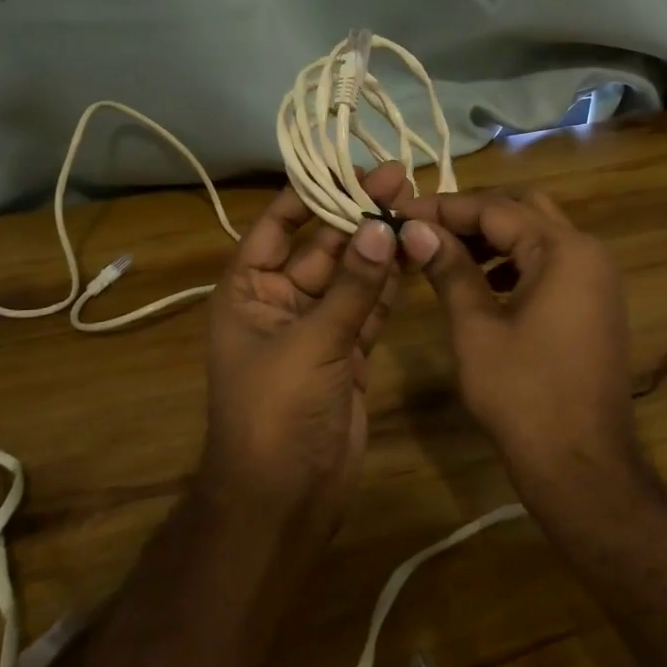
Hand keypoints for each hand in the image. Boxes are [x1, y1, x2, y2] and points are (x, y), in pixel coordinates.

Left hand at [201, 162, 407, 529]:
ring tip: (418, 208)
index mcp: (248, 289)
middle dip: (359, 216)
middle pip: (323, 245)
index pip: (278, 224)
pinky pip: (370, 307)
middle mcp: (280, 300)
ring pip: (352, 275)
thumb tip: (381, 226)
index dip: (313, 193)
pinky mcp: (348, 351)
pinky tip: (417, 254)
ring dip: (380, 246)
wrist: (284, 498)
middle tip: (403, 182)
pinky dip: (391, 284)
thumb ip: (351, 285)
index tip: (354, 168)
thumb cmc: (276, 412)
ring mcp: (317, 327)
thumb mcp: (310, 342)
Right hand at [395, 190, 642, 493]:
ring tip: (444, 254)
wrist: (582, 464)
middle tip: (424, 230)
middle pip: (522, 210)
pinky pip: (550, 264)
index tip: (399, 213)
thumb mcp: (476, 328)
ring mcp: (596, 277)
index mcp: (563, 250)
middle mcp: (587, 251)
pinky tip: (482, 283)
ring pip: (537, 235)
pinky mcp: (594, 302)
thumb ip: (449, 269)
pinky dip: (514, 263)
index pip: (495, 208)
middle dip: (470, 216)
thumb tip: (415, 228)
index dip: (442, 208)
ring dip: (493, 238)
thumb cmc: (523, 395)